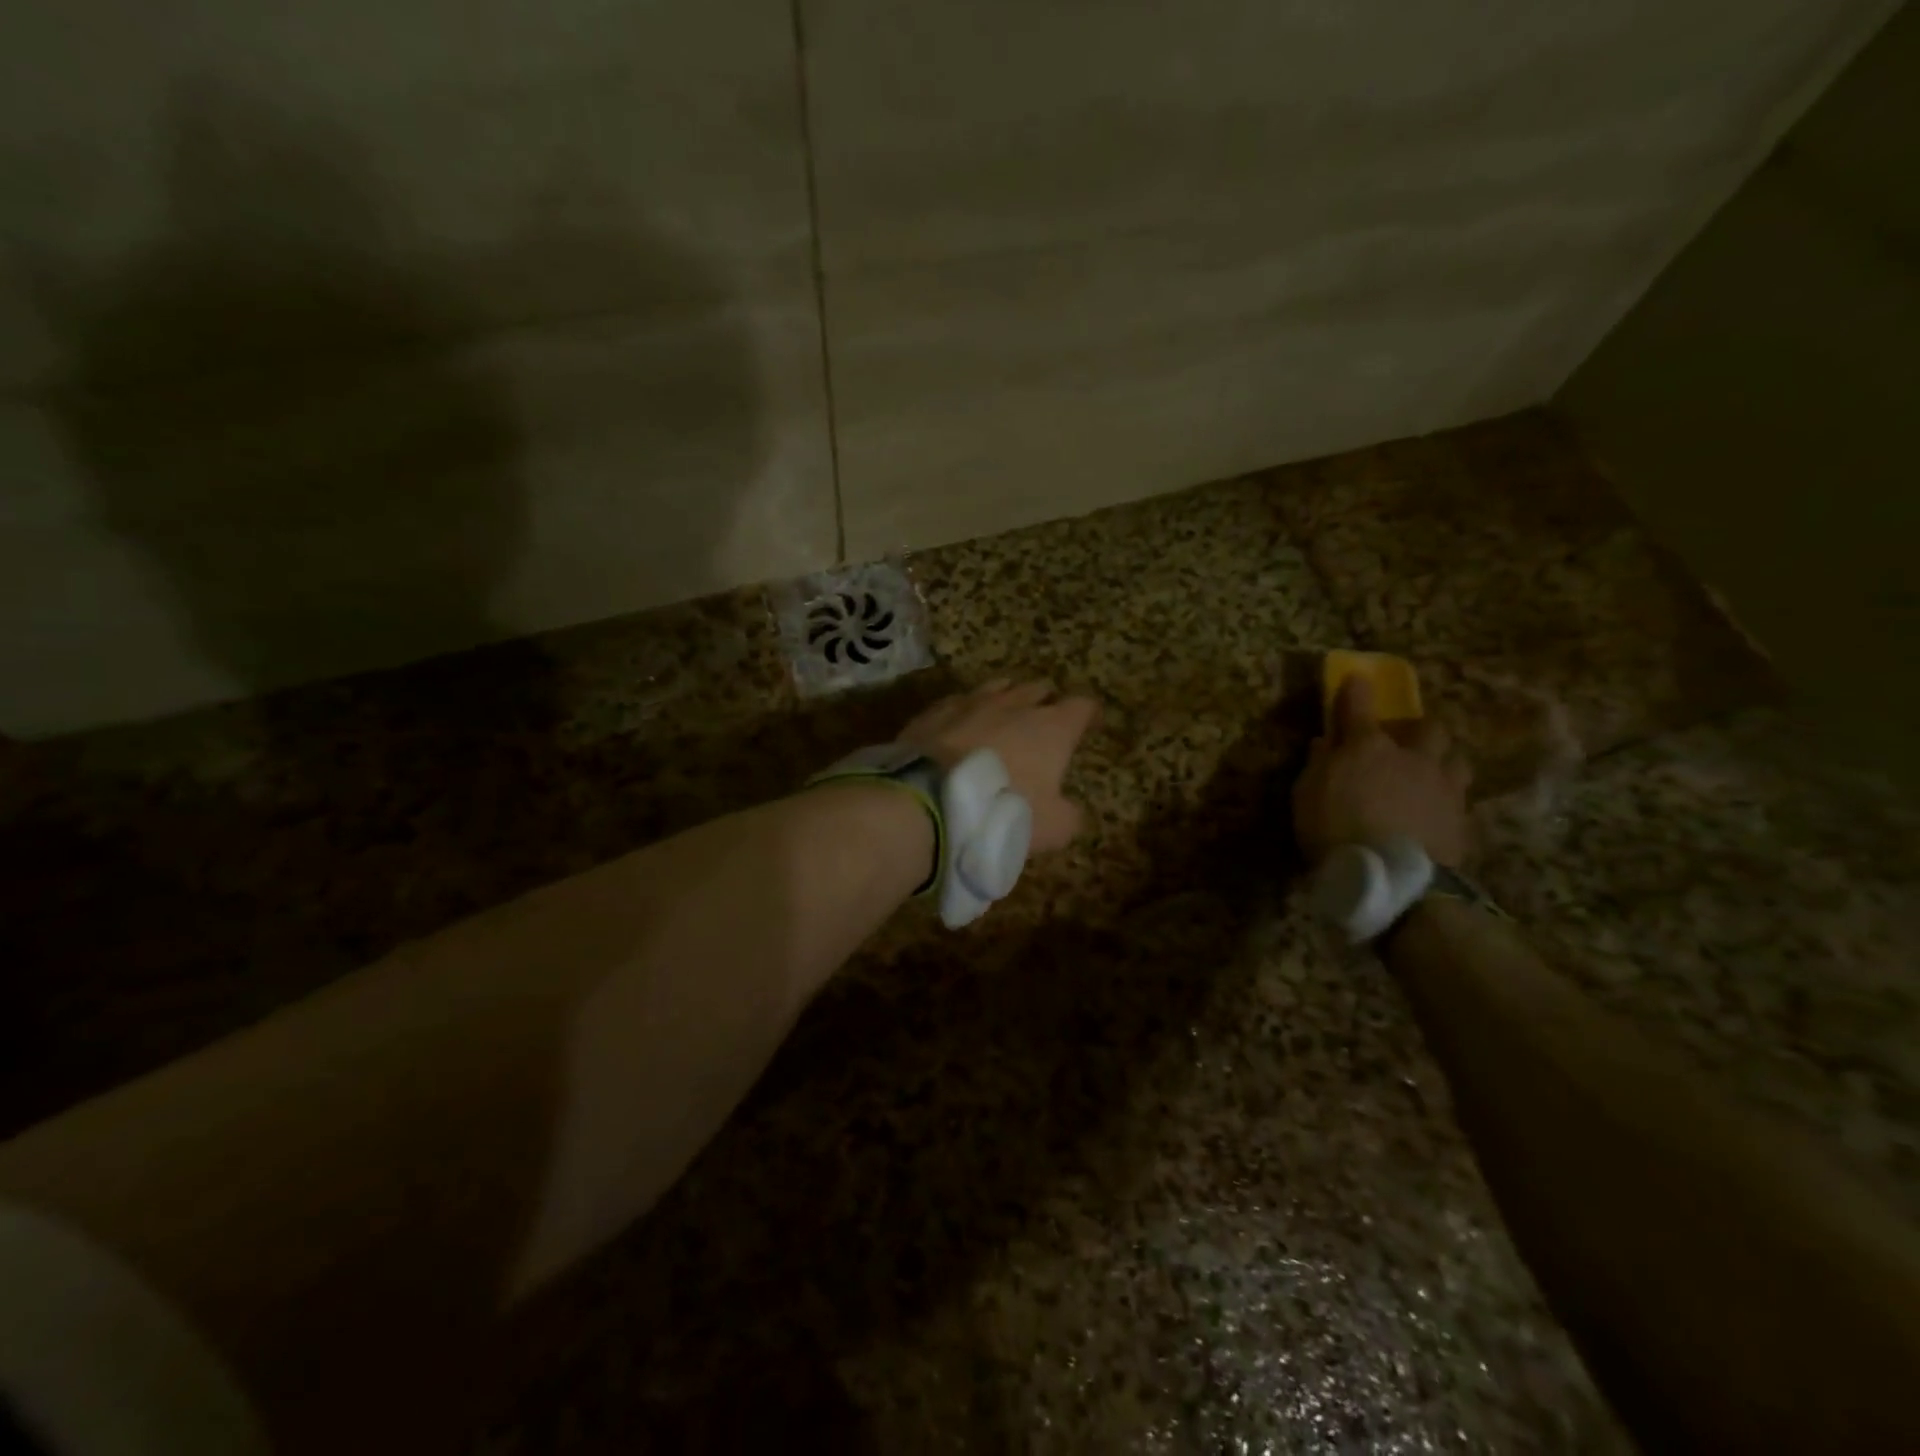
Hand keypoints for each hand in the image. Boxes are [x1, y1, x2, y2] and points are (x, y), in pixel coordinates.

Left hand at [897, 679, 1100, 853]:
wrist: (928, 802)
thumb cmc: (1001, 811)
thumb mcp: (1052, 828)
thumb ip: (1068, 815)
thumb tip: (1069, 811)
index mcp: (1051, 728)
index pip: (1081, 707)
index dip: (1087, 714)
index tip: (1090, 722)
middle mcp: (1014, 705)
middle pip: (1038, 689)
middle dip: (1045, 701)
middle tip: (1045, 719)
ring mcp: (972, 702)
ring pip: (998, 687)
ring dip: (1006, 699)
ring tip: (1005, 713)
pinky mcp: (935, 711)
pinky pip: (959, 701)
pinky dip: (966, 710)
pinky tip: (961, 723)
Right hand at [1293, 675, 1472, 867]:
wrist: (1392, 877)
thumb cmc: (1334, 829)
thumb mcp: (1306, 795)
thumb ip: (1318, 765)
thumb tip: (1326, 743)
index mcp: (1368, 747)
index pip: (1359, 707)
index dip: (1356, 690)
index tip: (1356, 678)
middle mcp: (1413, 757)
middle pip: (1428, 728)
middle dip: (1416, 729)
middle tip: (1404, 740)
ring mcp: (1443, 787)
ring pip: (1456, 759)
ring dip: (1442, 761)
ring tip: (1429, 775)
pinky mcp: (1462, 819)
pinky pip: (1458, 798)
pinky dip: (1446, 799)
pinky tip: (1435, 812)